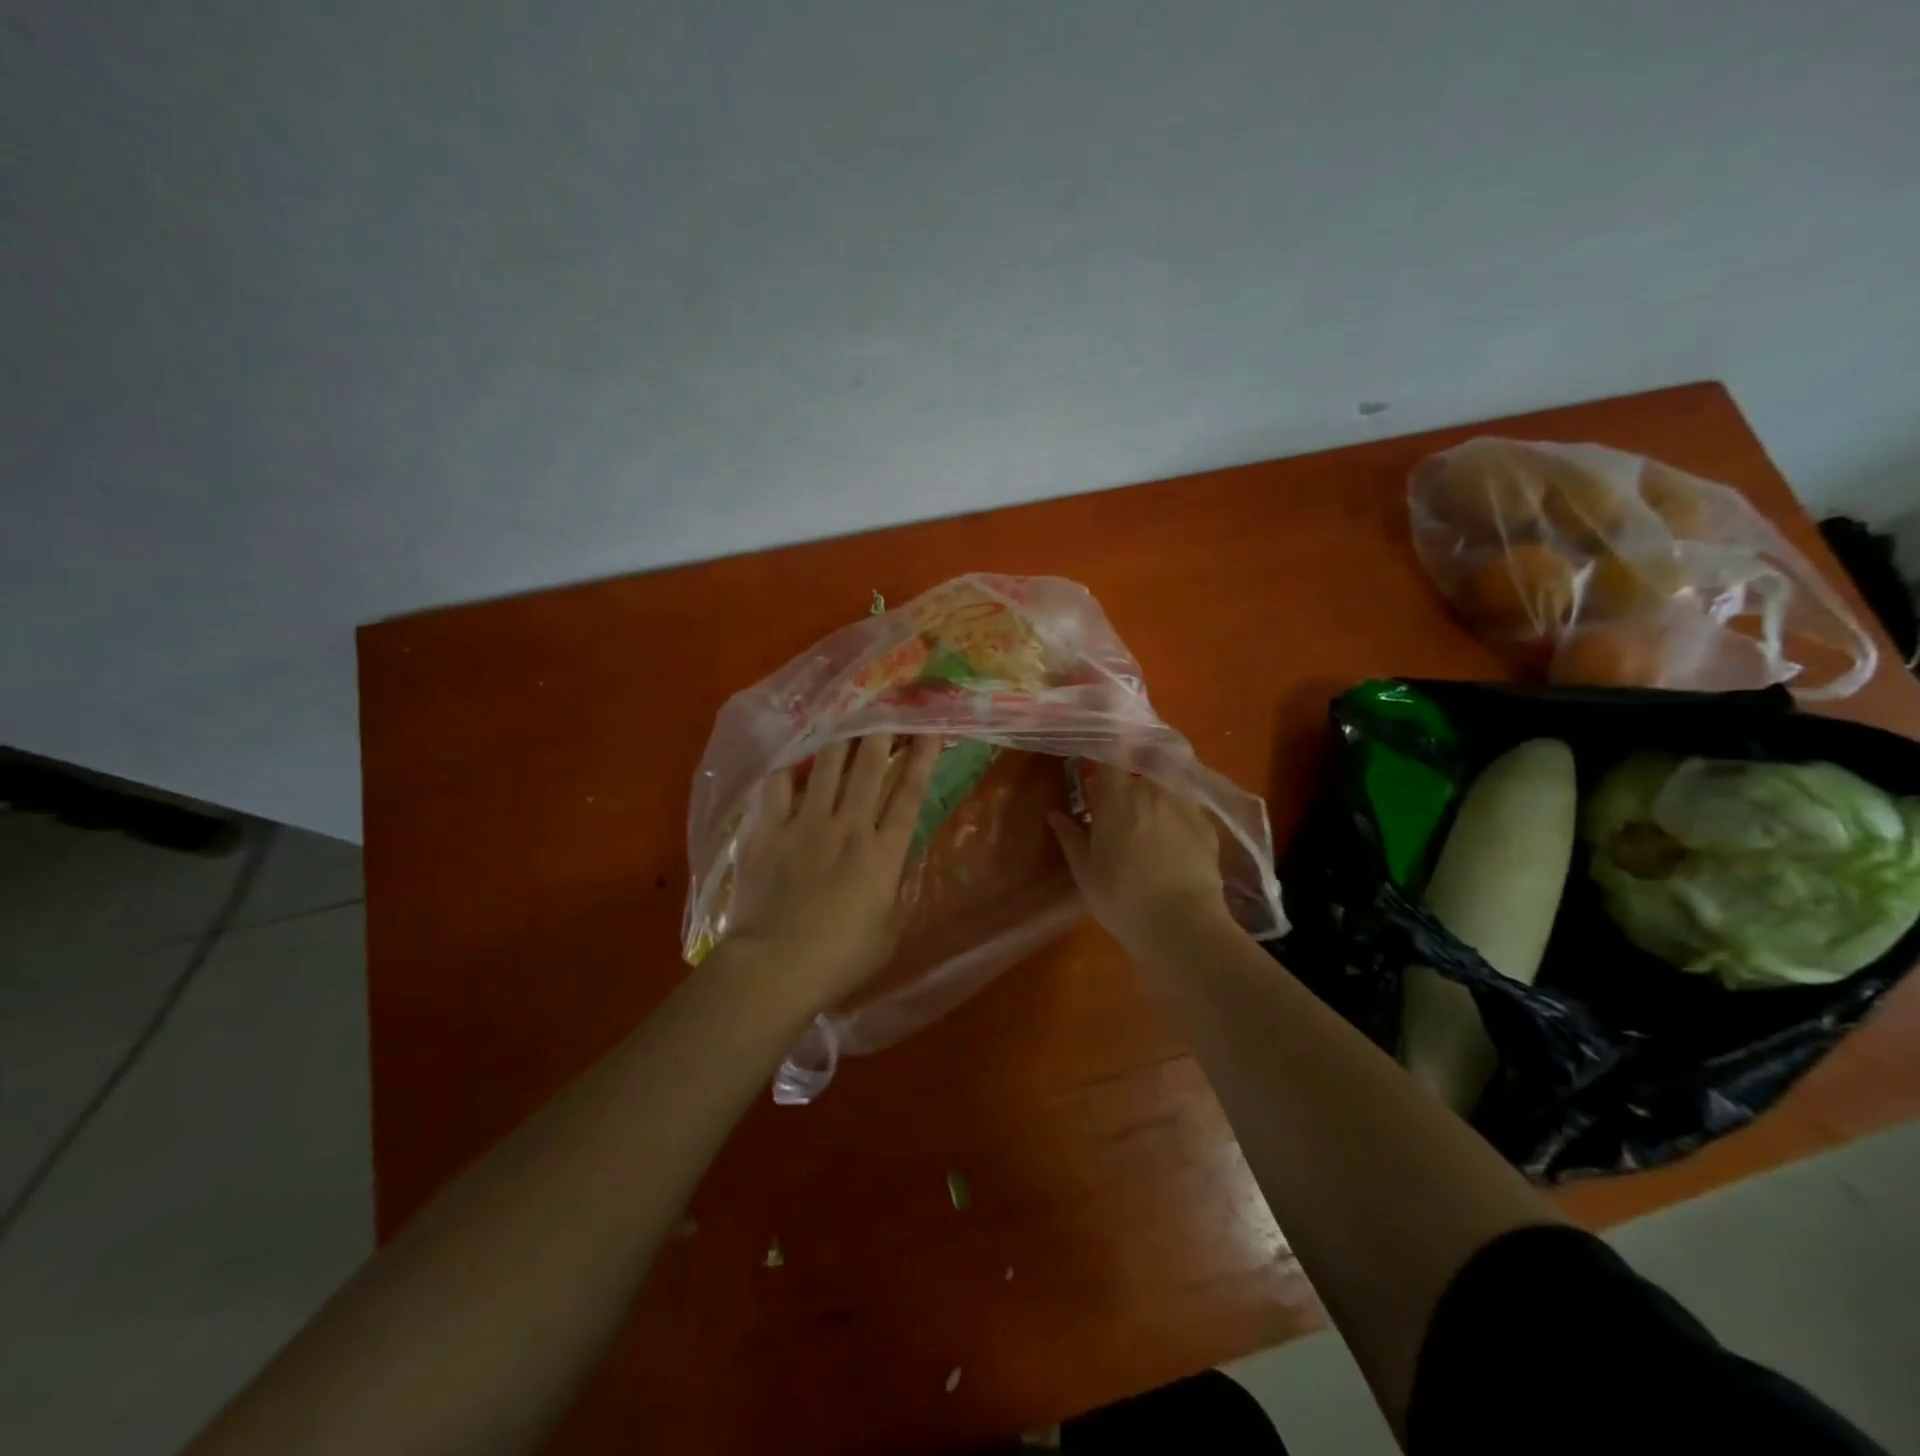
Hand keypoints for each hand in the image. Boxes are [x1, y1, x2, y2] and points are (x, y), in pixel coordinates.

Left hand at [722, 733, 942, 1013]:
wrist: (775, 967)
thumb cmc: (840, 959)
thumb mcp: (889, 931)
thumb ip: (899, 890)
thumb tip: (903, 861)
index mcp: (883, 853)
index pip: (909, 794)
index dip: (921, 758)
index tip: (928, 729)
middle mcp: (849, 827)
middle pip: (869, 767)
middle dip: (882, 732)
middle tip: (888, 706)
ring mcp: (806, 824)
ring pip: (828, 766)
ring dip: (841, 738)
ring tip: (848, 715)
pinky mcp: (769, 830)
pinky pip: (778, 786)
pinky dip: (788, 768)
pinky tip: (793, 757)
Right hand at [1048, 767, 1228, 951]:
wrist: (1183, 925)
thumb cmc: (1121, 898)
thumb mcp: (1085, 871)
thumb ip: (1070, 836)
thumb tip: (1055, 814)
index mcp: (1116, 797)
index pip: (1107, 761)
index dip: (1100, 770)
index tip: (1093, 786)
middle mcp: (1152, 790)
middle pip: (1136, 775)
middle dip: (1126, 789)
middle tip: (1117, 816)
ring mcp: (1184, 806)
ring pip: (1163, 791)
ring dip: (1152, 802)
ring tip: (1147, 830)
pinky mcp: (1207, 826)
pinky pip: (1185, 811)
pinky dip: (1176, 820)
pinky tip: (1173, 845)